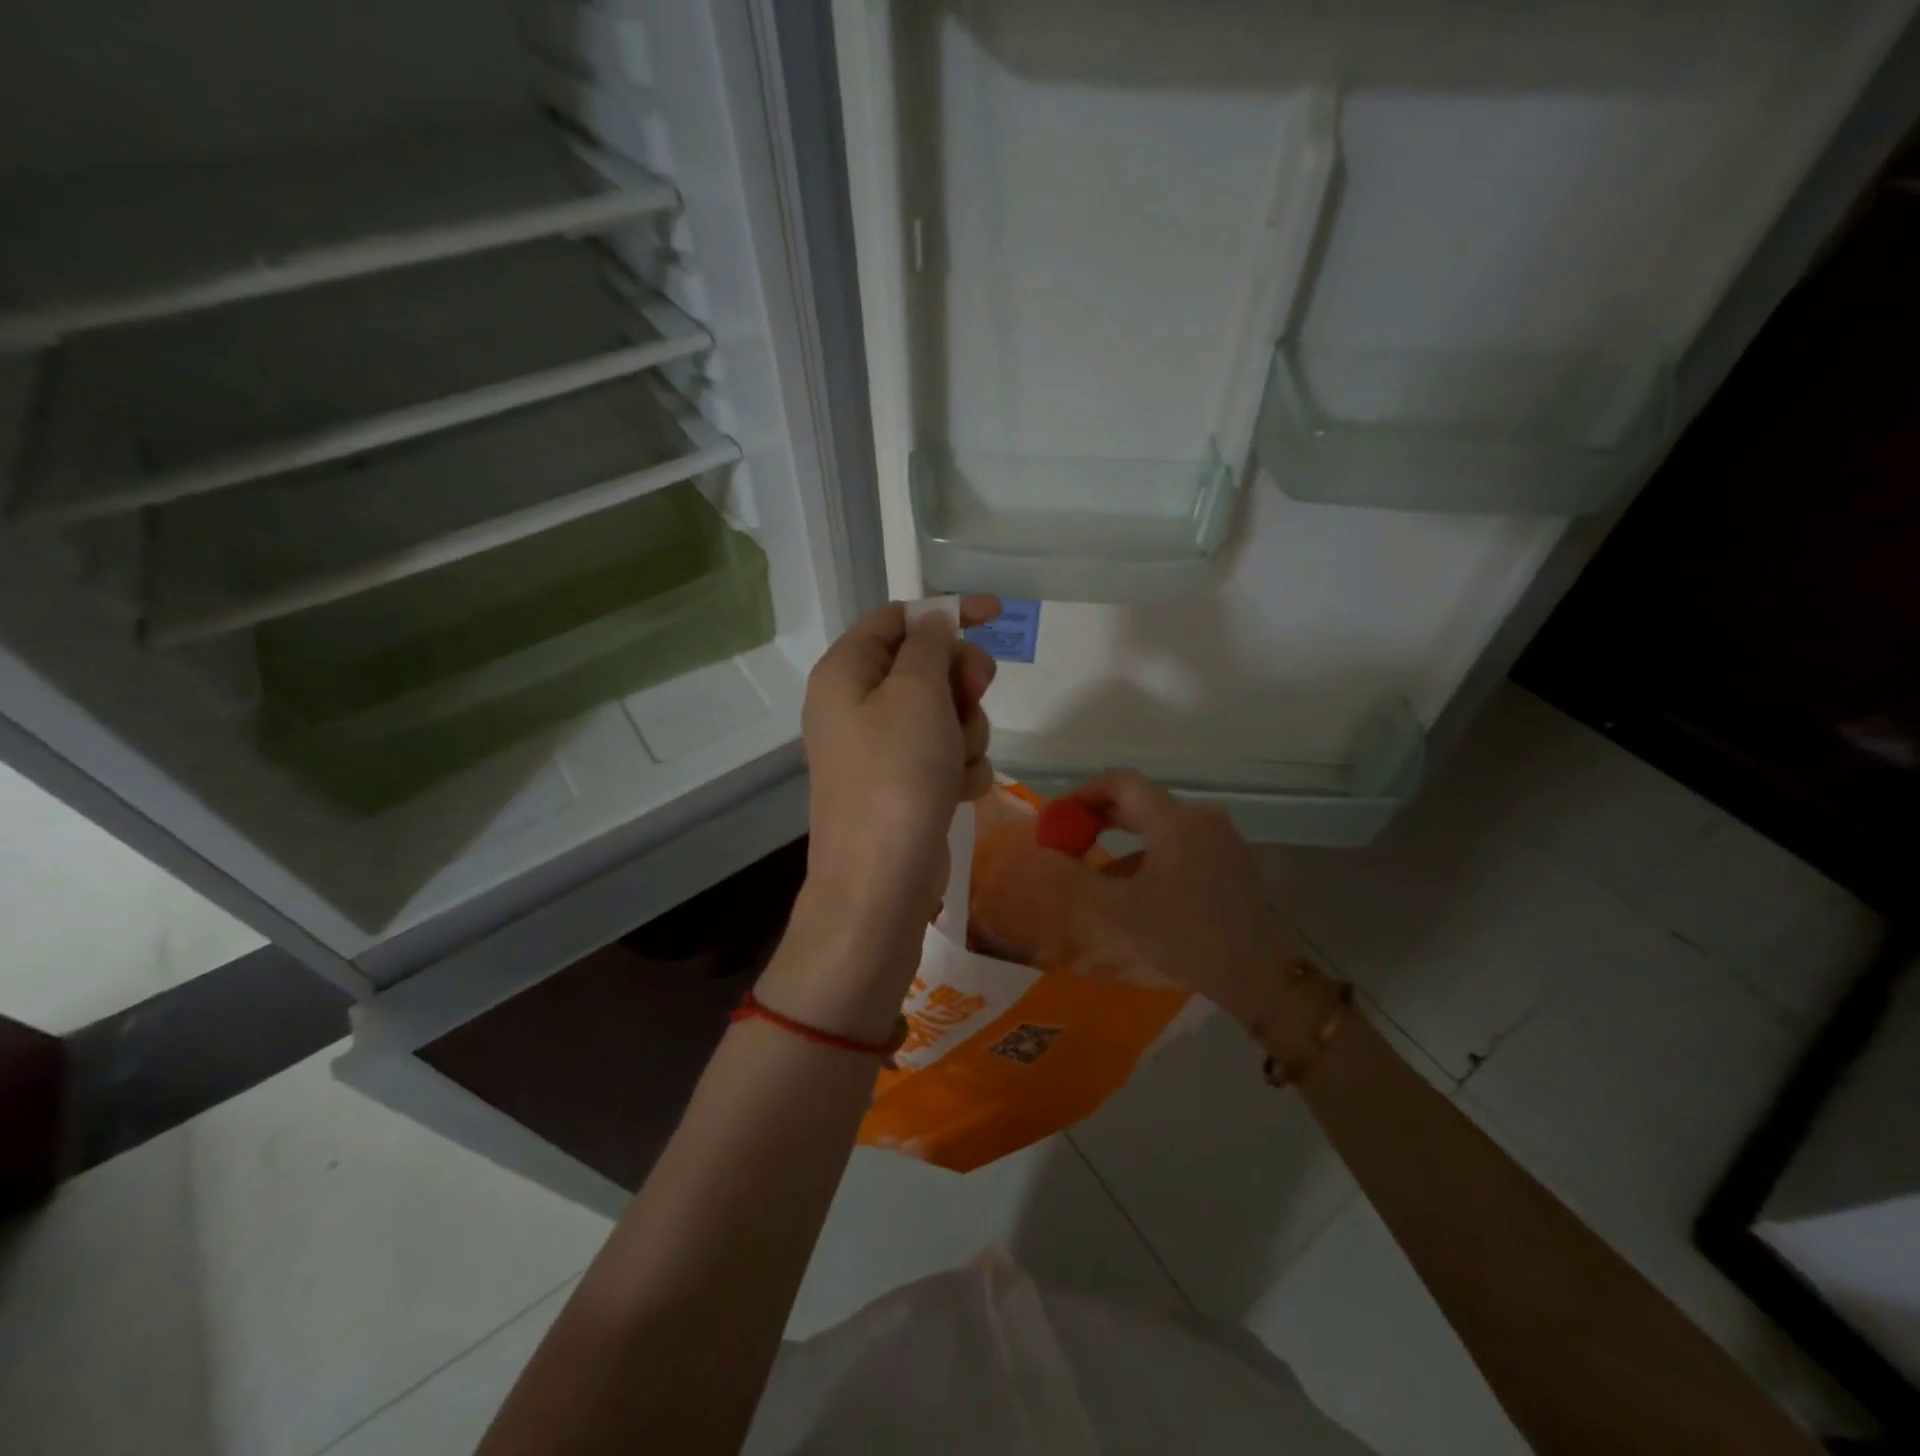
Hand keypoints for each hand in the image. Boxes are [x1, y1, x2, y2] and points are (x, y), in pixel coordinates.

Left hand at [799, 596, 999, 942]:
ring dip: (965, 730)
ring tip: (957, 761)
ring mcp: (880, 748)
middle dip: (960, 682)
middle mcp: (857, 705)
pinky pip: (944, 755)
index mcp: (846, 671)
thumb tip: (934, 623)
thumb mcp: (917, 693)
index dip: (947, 613)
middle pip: (925, 666)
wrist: (881, 880)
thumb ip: (930, 647)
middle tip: (974, 695)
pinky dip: (960, 767)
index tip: (996, 615)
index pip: (898, 618)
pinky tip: (960, 790)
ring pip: (943, 712)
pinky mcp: (903, 784)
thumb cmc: (897, 774)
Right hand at [1018, 772, 1316, 1034]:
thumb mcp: (1118, 912)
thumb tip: (1042, 856)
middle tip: (1067, 838)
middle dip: (1099, 816)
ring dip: (1122, 838)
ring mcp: (1219, 839)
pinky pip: (1178, 844)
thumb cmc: (1185, 937)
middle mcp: (1200, 818)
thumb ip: (1074, 879)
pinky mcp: (1229, 862)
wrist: (1258, 975)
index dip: (1083, 794)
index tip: (1057, 818)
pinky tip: (1131, 887)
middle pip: (1141, 801)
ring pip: (1159, 824)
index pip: (1121, 782)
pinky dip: (1147, 854)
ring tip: (1092, 866)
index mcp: (1175, 820)